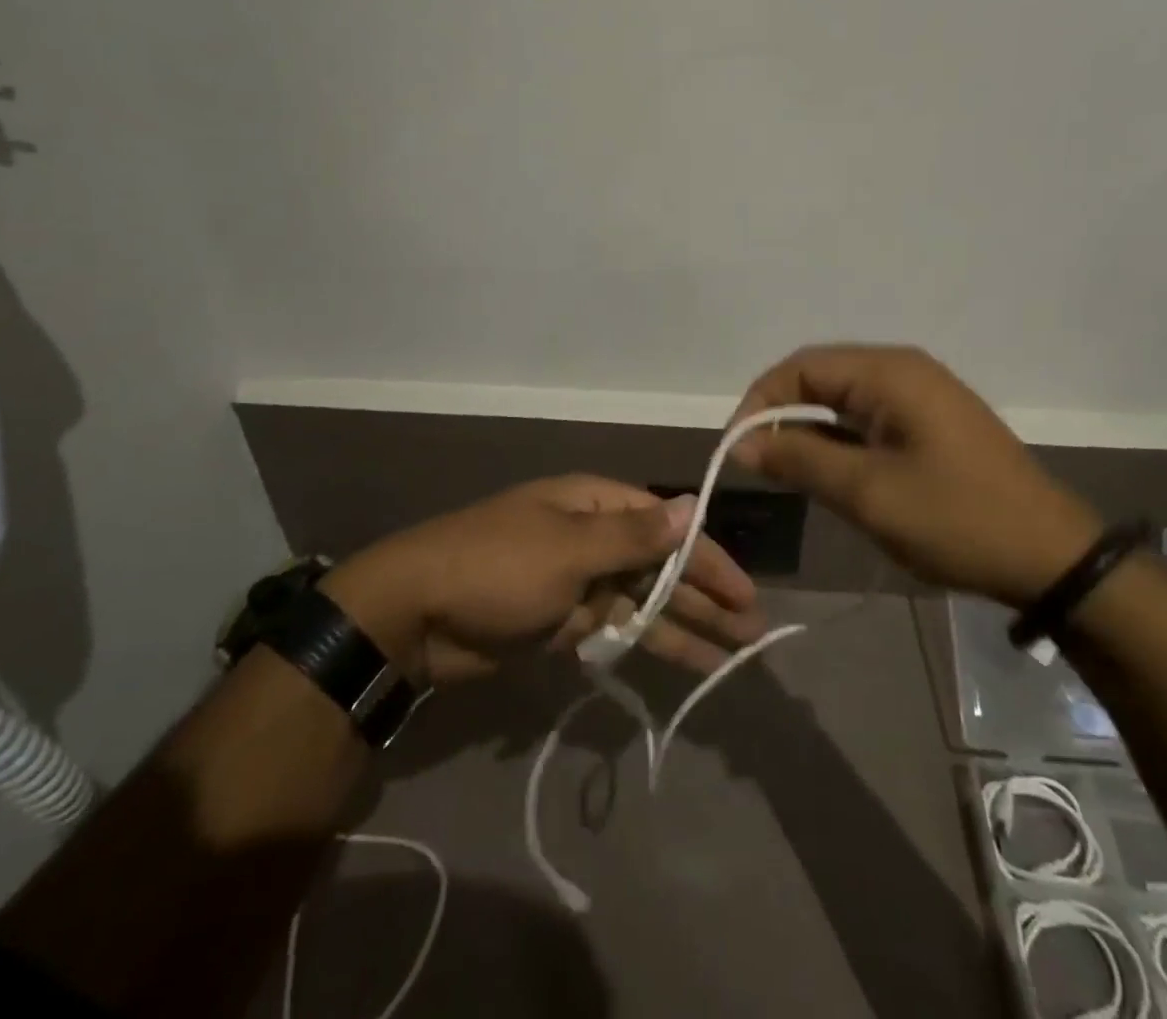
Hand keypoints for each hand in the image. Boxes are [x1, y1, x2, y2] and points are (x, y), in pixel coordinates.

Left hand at [319, 476, 767, 684]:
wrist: (415, 615)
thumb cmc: (497, 567)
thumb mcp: (568, 547)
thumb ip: (633, 536)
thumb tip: (691, 506)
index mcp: (594, 504)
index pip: (667, 525)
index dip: (708, 557)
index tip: (744, 591)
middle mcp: (592, 537)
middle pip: (661, 565)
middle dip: (705, 595)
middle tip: (751, 630)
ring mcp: (578, 582)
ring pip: (644, 601)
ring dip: (685, 624)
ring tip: (732, 652)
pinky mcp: (563, 622)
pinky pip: (617, 630)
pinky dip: (647, 644)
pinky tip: (684, 661)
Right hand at [731, 345, 1101, 607]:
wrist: (1052, 558)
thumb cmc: (956, 518)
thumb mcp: (867, 492)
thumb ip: (800, 459)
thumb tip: (741, 442)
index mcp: (889, 373)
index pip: (801, 366)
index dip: (760, 402)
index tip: (737, 449)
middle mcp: (903, 371)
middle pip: (820, 378)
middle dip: (782, 416)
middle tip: (758, 464)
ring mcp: (921, 397)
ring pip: (842, 401)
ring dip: (810, 432)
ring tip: (788, 475)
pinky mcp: (930, 424)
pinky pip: (868, 419)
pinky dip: (839, 442)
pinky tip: (829, 475)